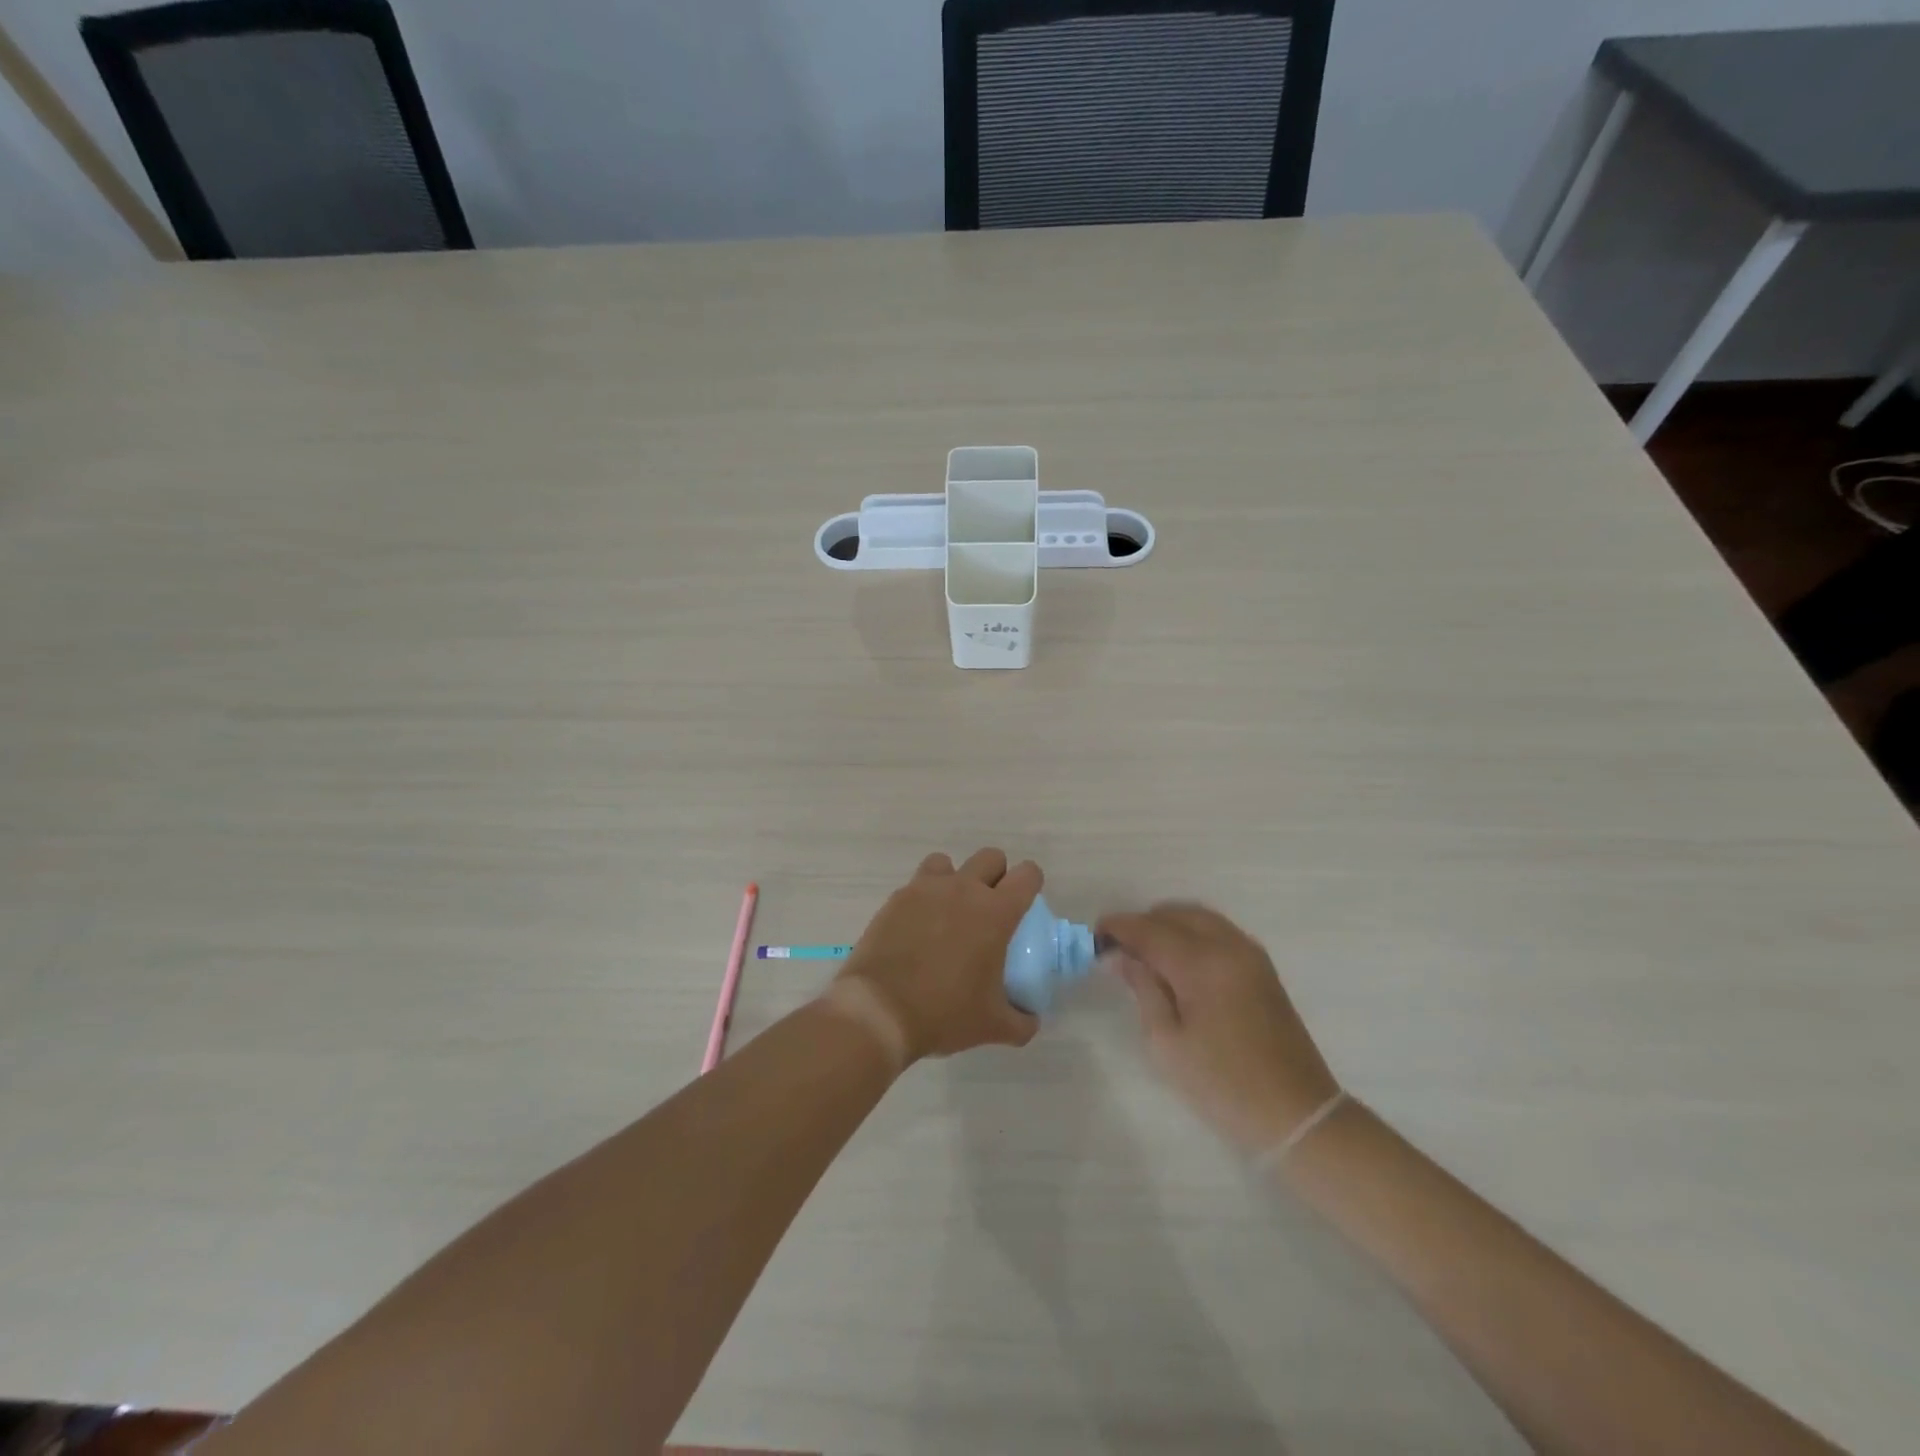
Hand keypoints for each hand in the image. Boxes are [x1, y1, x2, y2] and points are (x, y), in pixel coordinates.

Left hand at [835, 849, 1041, 1063]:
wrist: (879, 1011)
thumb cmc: (944, 1013)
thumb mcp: (993, 1026)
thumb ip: (1021, 1022)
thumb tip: (1030, 1020)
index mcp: (995, 912)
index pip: (1027, 875)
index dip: (1031, 884)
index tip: (1024, 906)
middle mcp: (963, 889)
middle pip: (990, 857)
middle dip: (995, 876)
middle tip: (989, 910)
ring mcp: (926, 890)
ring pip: (948, 863)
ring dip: (954, 879)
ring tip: (949, 912)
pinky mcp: (896, 899)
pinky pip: (916, 885)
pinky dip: (923, 899)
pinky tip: (918, 929)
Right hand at [1098, 903, 1339, 1155]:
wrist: (1296, 1114)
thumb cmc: (1223, 1085)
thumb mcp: (1167, 1044)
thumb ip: (1143, 989)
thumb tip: (1120, 956)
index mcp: (1201, 964)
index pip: (1149, 929)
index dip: (1118, 927)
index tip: (1094, 937)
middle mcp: (1227, 946)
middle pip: (1174, 913)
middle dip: (1142, 924)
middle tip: (1117, 950)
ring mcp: (1249, 953)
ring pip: (1197, 916)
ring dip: (1167, 925)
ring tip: (1145, 954)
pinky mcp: (1261, 966)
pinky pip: (1217, 930)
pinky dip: (1191, 932)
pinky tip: (1177, 960)